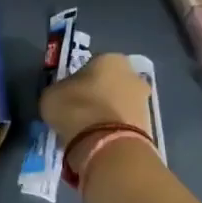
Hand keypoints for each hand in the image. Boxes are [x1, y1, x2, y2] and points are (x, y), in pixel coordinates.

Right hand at [39, 52, 153, 178]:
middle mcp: (133, 75)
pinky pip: (124, 124)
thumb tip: (63, 96)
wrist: (106, 143)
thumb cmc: (75, 107)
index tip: (69, 93)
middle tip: (80, 110)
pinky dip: (113, 130)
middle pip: (111, 83)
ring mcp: (145, 101)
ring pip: (120, 104)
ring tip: (87, 130)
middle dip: (99, 95)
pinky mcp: (149, 127)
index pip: (92, 64)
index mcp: (110, 59)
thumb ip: (60, 90)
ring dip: (107, 113)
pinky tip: (98, 140)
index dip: (79, 78)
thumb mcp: (52, 94)